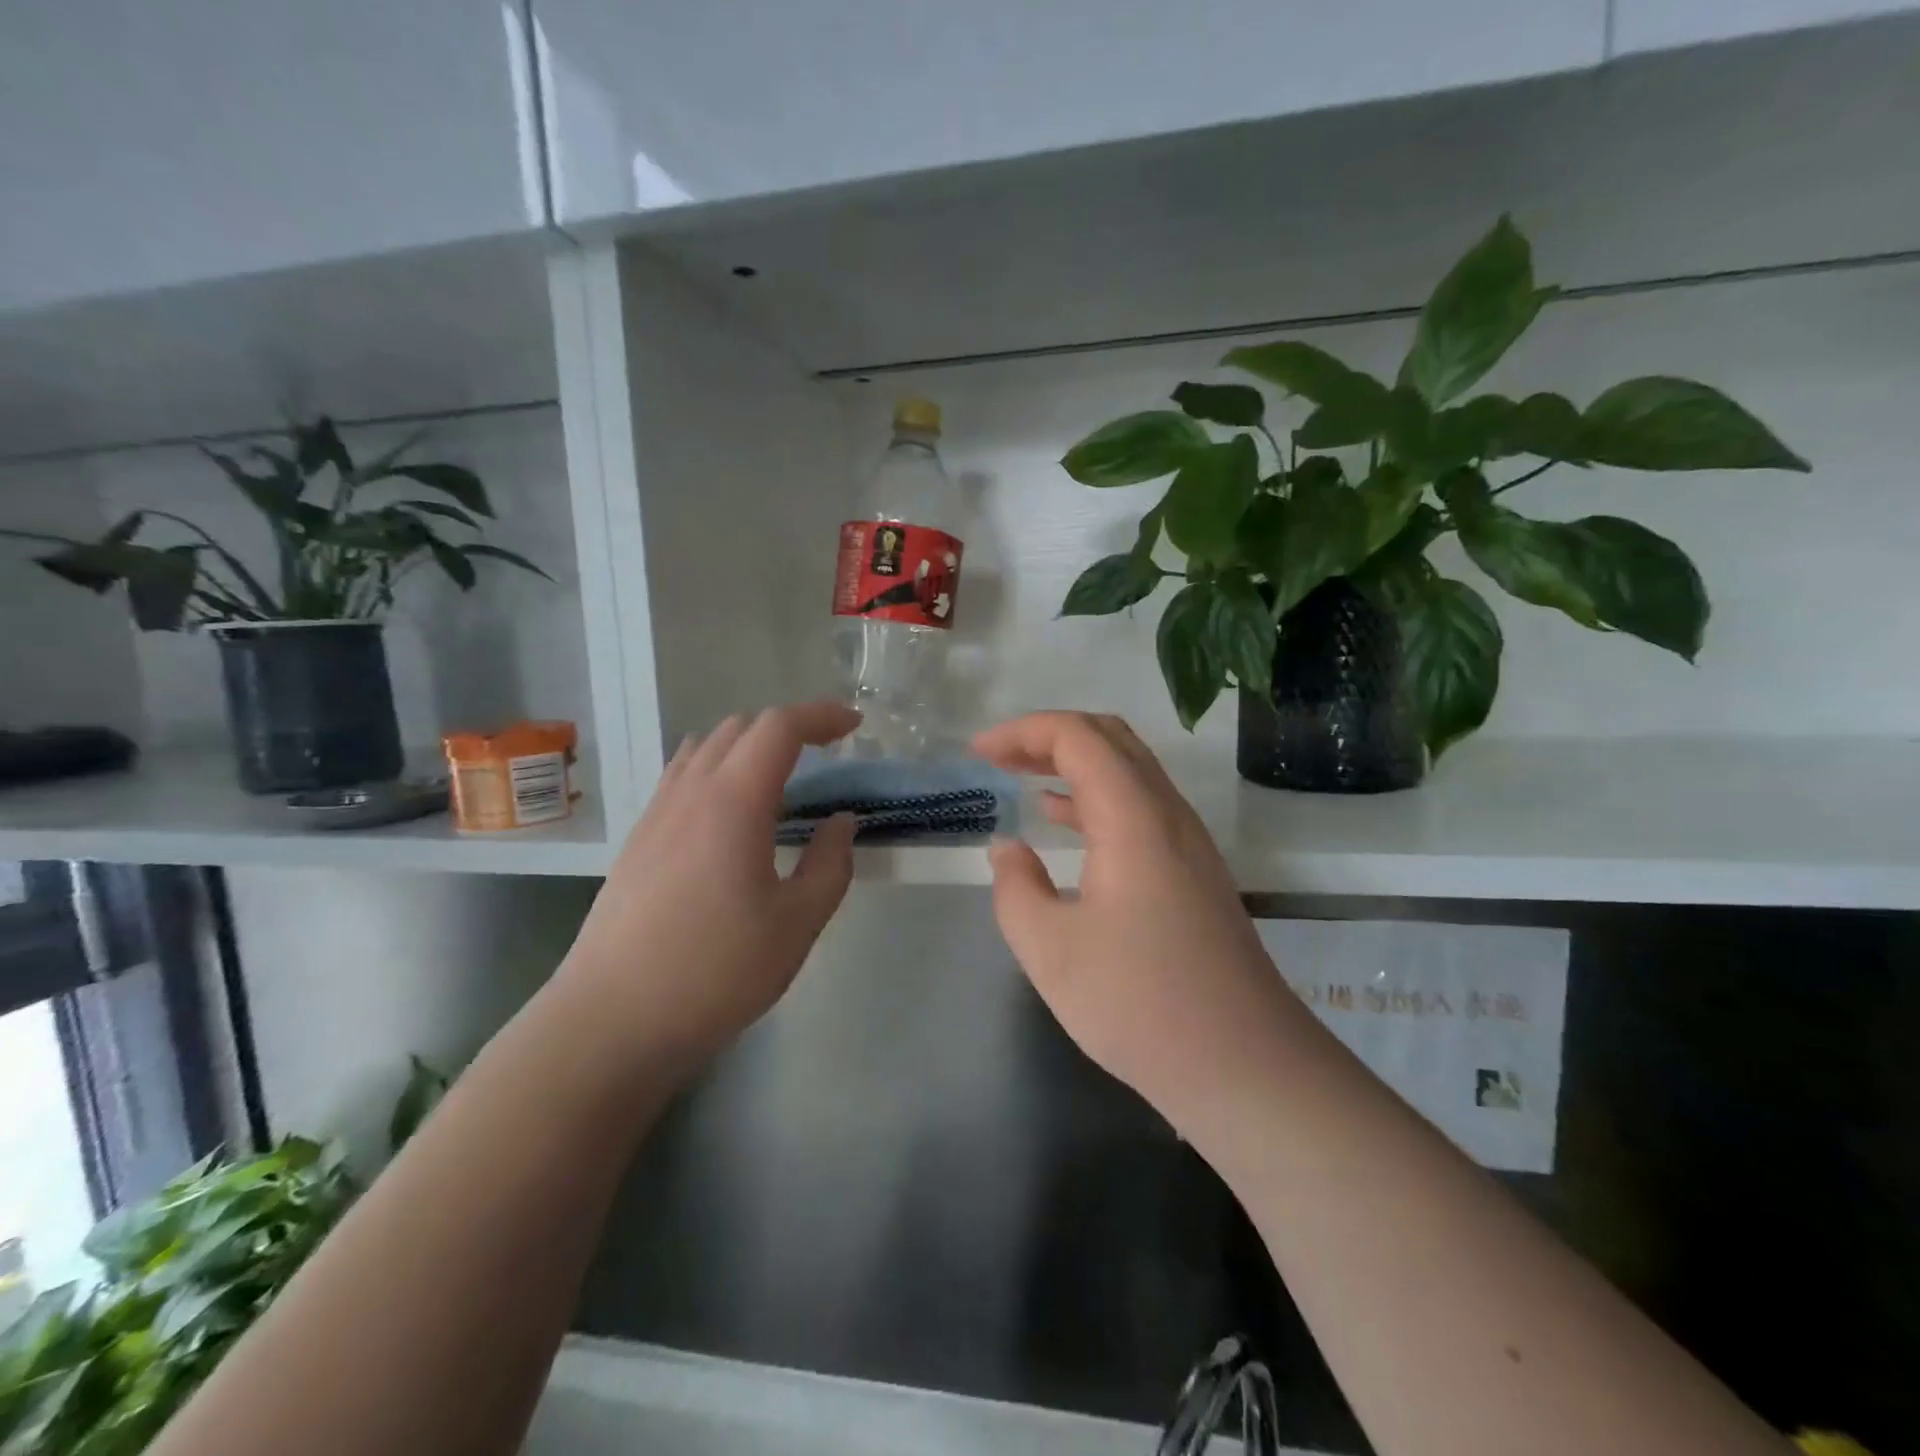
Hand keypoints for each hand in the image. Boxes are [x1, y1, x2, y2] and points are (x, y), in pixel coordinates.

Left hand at [555, 703, 860, 1075]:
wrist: (611, 1020)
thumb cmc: (715, 971)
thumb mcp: (797, 924)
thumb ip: (830, 864)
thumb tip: (840, 823)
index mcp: (733, 801)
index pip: (779, 728)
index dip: (821, 716)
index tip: (854, 726)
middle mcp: (690, 792)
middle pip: (740, 728)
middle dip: (788, 729)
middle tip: (825, 757)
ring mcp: (656, 813)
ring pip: (705, 748)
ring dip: (749, 747)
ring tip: (780, 782)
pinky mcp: (638, 840)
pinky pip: (682, 777)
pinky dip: (718, 771)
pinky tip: (731, 817)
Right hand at [973, 712, 1299, 1129]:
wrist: (1244, 1065)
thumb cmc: (1139, 1005)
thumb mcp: (1051, 950)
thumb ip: (1016, 888)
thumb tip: (1009, 849)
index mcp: (1133, 818)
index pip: (1078, 737)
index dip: (1023, 732)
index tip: (978, 754)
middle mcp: (1167, 814)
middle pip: (1110, 738)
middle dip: (1047, 736)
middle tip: (998, 757)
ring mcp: (1188, 841)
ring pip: (1129, 770)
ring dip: (1073, 763)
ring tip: (1020, 778)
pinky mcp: (1193, 870)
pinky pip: (1139, 805)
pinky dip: (1094, 797)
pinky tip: (1062, 821)